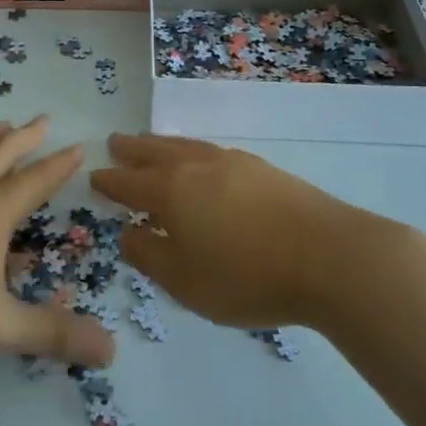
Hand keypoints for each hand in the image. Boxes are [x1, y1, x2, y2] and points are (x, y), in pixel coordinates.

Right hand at [90, 133, 400, 329]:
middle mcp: (196, 167)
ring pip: (186, 146)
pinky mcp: (262, 168)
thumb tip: (127, 233)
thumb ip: (149, 256)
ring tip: (152, 145)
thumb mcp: (185, 282)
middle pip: (155, 152)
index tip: (95, 177)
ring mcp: (232, 162)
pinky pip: (211, 151)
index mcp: (170, 192)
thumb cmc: (247, 276)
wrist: (330, 257)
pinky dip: (193, 151)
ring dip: (162, 145)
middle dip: (132, 150)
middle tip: (115, 143)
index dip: (109, 182)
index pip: (128, 183)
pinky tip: (202, 161)